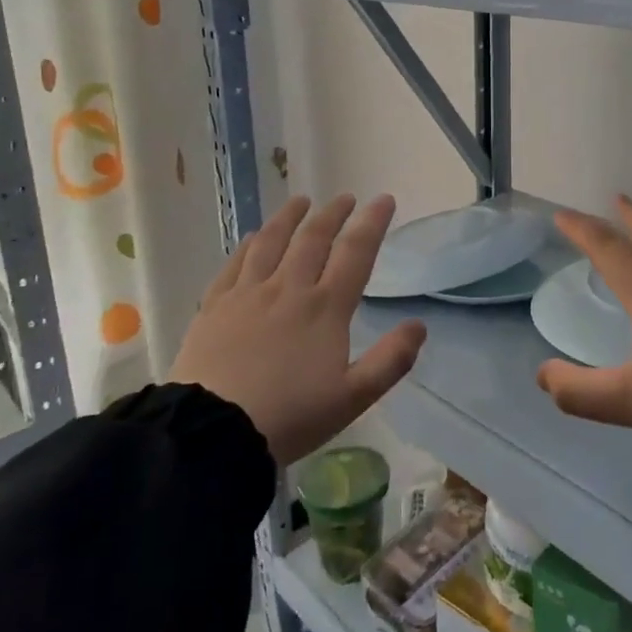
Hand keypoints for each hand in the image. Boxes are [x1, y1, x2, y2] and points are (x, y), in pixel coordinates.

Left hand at [172, 193, 426, 464]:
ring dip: (290, 218)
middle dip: (333, 214)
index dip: (372, 223)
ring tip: (301, 201)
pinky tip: (254, 238)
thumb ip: (391, 360)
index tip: (383, 200)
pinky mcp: (214, 306)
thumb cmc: (290, 416)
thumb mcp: (353, 398)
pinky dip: (249, 244)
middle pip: (314, 239)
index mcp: (326, 308)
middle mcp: (289, 289)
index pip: (355, 253)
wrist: (213, 432)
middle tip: (344, 198)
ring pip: (272, 242)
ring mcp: (248, 294)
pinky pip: (235, 264)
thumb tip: (419, 325)